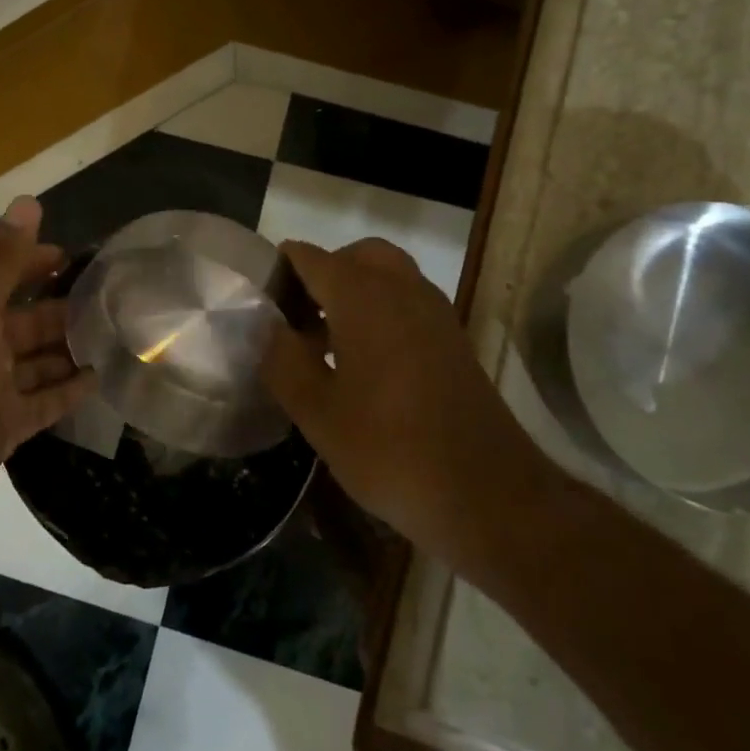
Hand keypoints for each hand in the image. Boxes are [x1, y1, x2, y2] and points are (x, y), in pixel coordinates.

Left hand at [0, 196, 94, 556]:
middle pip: (26, 320)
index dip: (36, 261)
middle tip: (117, 301)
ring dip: (69, 349)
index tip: (81, 256)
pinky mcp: (1, 431)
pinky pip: (41, 403)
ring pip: (37, 362)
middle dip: (64, 307)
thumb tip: (28, 201)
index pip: (5, 275)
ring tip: (118, 338)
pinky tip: (100, 382)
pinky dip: (66, 392)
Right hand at [261, 238, 552, 568]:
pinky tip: (365, 363)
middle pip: (355, 256)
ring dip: (355, 292)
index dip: (279, 272)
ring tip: (327, 343)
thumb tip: (269, 328)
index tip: (260, 305)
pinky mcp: (454, 340)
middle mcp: (402, 290)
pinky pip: (409, 302)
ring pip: (387, 275)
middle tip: (299, 317)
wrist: (489, 495)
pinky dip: (382, 311)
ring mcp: (435, 313)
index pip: (309, 257)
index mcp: (362, 297)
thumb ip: (283, 361)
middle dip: (323, 274)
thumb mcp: (317, 413)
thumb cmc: (390, 450)